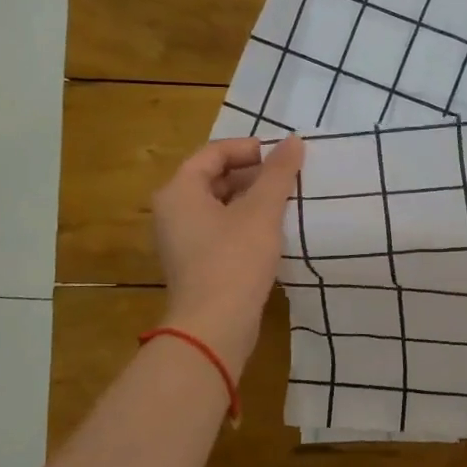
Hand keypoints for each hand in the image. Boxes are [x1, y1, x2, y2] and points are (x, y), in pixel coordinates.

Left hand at [151, 136, 305, 373]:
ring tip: (286, 202)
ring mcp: (182, 240)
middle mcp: (173, 211)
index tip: (282, 155)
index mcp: (179, 191)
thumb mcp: (262, 211)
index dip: (248, 149)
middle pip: (213, 178)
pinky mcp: (196, 263)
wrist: (214, 326)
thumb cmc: (234, 260)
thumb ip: (278, 173)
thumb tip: (293, 140)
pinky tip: (273, 232)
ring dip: (252, 200)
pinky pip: (220, 230)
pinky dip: (245, 223)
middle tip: (288, 177)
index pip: (213, 153)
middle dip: (252, 174)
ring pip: (219, 206)